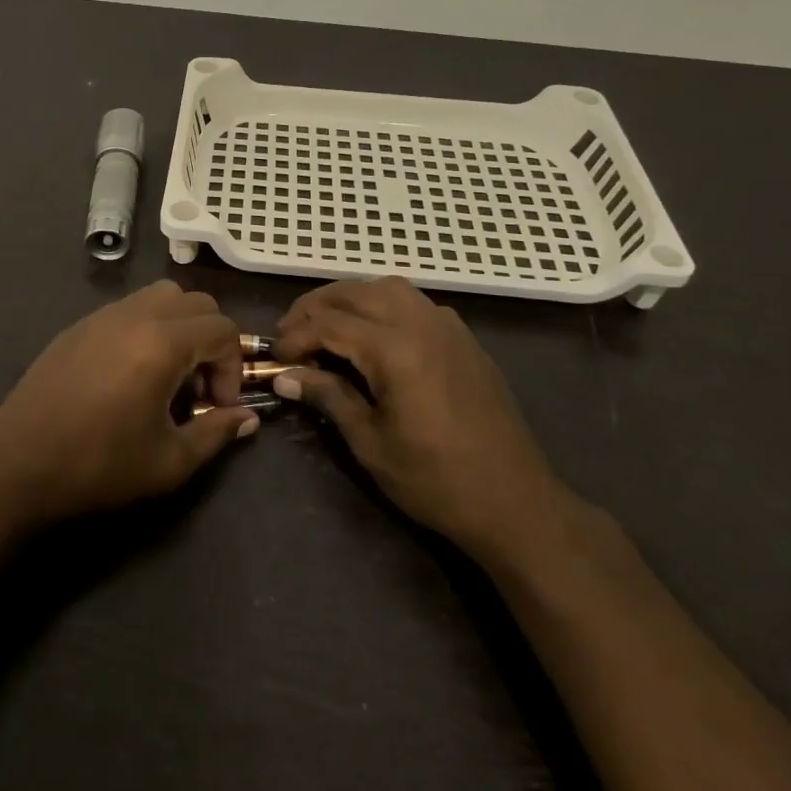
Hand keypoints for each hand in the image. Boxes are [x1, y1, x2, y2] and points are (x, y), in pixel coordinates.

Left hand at [0, 281, 259, 526]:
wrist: (16, 466)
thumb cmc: (98, 465)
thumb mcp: (168, 462)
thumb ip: (215, 433)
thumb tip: (247, 419)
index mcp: (162, 343)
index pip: (222, 329)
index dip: (232, 367)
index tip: (217, 406)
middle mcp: (135, 316)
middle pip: (196, 302)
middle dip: (211, 340)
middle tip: (198, 387)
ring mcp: (101, 316)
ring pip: (161, 295)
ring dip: (180, 326)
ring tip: (168, 373)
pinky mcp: (77, 326)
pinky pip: (128, 309)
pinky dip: (147, 327)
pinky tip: (130, 372)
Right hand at [273, 278, 566, 554]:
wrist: (515, 501)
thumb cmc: (435, 480)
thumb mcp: (370, 443)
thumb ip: (328, 397)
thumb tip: (285, 376)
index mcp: (395, 349)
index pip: (330, 324)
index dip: (296, 336)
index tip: (275, 357)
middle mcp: (422, 324)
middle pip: (356, 292)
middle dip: (316, 306)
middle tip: (291, 332)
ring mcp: (448, 327)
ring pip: (388, 288)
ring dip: (351, 298)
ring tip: (328, 325)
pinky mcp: (464, 339)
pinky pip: (416, 303)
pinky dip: (384, 305)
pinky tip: (375, 336)